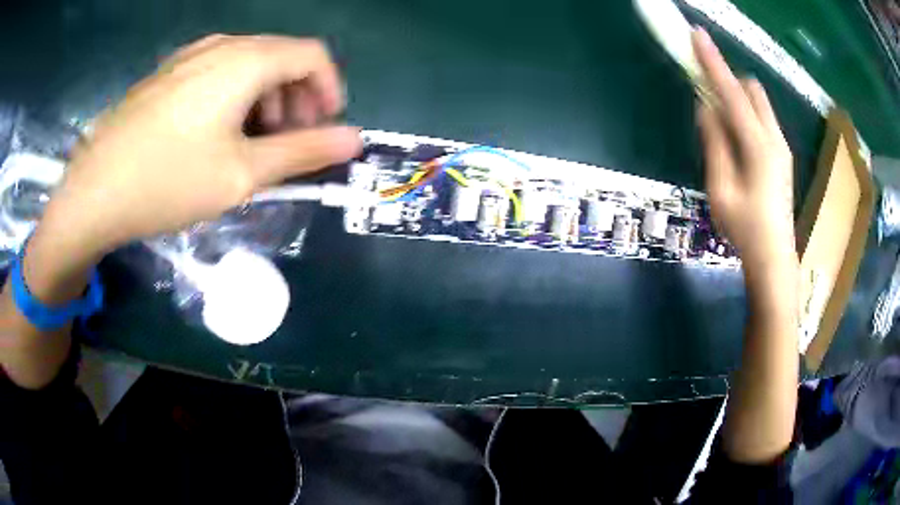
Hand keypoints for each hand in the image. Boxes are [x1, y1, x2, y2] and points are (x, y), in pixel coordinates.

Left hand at [41, 34, 361, 260]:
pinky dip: (235, 96)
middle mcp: (221, 44)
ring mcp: (189, 56)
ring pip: (249, 63)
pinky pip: (218, 71)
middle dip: (298, 97)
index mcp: (246, 60)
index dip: (330, 89)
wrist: (93, 192)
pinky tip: (217, 133)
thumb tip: (353, 140)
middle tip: (289, 143)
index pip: (313, 55)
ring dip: (266, 97)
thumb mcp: (242, 174)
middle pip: (281, 56)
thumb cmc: (168, 182)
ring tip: (253, 142)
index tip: (326, 128)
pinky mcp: (168, 73)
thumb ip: (303, 152)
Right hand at [692, 28, 796, 273]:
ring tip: (720, 122)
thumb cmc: (745, 229)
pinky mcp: (782, 155)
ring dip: (737, 99)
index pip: (732, 92)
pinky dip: (745, 115)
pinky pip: (762, 119)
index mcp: (758, 146)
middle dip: (727, 81)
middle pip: (750, 90)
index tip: (696, 35)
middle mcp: (774, 138)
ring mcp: (782, 146)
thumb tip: (705, 107)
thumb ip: (715, 143)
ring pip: (758, 104)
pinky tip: (736, 139)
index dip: (713, 62)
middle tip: (707, 94)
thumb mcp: (721, 188)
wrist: (774, 258)